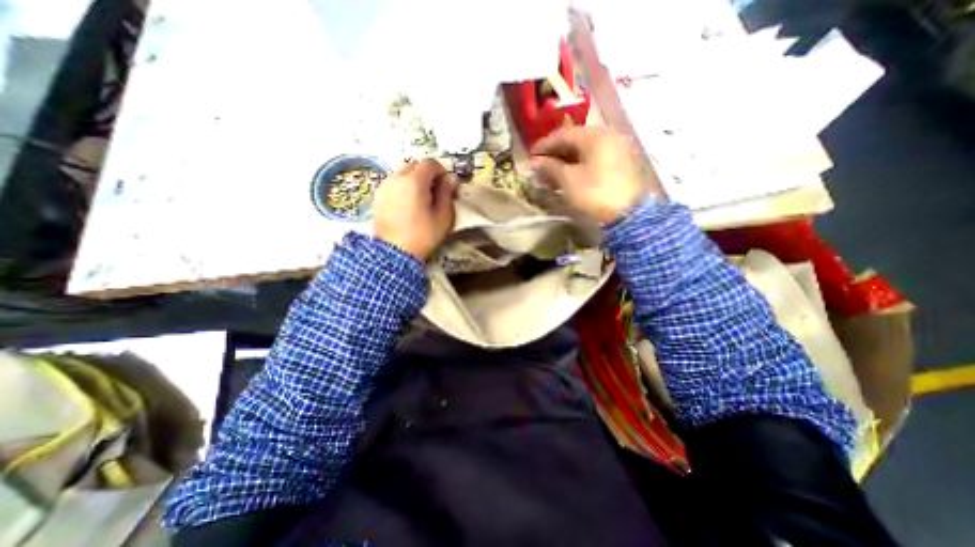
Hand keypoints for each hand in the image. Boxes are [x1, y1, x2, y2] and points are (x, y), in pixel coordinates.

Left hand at [373, 158, 459, 260]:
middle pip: (415, 165)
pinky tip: (408, 205)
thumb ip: (447, 193)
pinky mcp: (378, 196)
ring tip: (421, 199)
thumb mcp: (443, 216)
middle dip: (427, 174)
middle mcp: (396, 178)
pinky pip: (393, 184)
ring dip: (414, 180)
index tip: (447, 185)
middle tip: (435, 192)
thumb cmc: (423, 235)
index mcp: (414, 182)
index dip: (441, 171)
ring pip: (403, 173)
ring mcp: (384, 186)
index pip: (430, 163)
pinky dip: (403, 187)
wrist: (394, 253)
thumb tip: (452, 178)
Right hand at [531, 125, 657, 221]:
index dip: (544, 145)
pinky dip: (577, 166)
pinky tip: (566, 177)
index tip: (531, 156)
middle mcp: (607, 135)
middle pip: (574, 141)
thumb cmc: (594, 193)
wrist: (627, 213)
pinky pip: (593, 158)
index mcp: (595, 135)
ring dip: (564, 162)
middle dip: (554, 155)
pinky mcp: (618, 162)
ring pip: (583, 151)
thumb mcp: (568, 180)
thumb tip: (536, 162)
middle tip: (539, 167)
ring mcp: (615, 149)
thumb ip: (550, 167)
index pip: (563, 134)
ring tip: (549, 176)